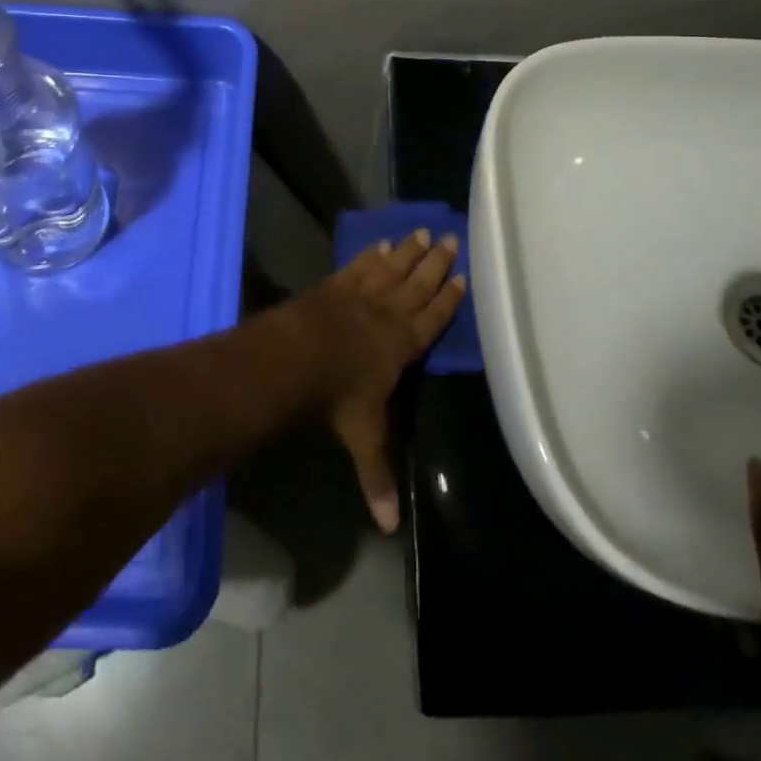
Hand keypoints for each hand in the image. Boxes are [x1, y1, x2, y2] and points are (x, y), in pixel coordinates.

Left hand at [286, 231, 464, 532]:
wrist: (298, 357)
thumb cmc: (338, 396)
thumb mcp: (363, 437)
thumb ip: (378, 475)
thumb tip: (390, 529)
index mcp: (402, 345)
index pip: (432, 319)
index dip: (448, 299)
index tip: (462, 277)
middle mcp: (387, 313)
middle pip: (417, 284)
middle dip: (434, 263)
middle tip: (449, 238)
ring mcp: (360, 295)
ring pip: (392, 268)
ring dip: (407, 251)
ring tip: (420, 231)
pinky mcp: (335, 285)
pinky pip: (359, 266)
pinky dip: (371, 255)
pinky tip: (380, 244)